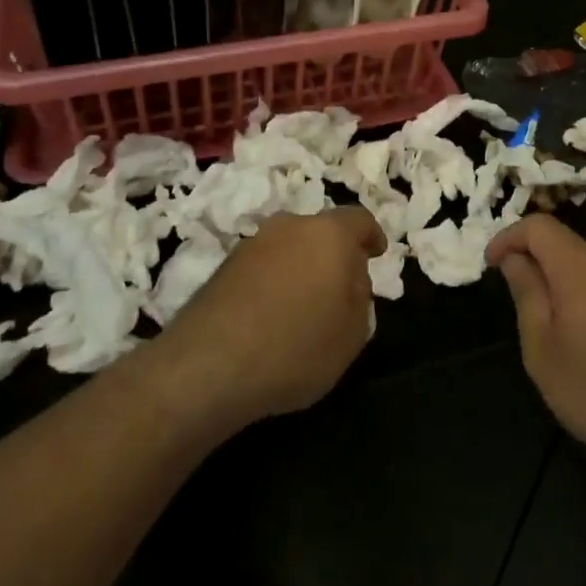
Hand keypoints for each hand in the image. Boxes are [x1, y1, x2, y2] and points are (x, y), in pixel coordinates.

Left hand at [158, 207, 385, 432]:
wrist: (209, 366)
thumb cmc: (297, 346)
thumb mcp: (353, 332)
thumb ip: (360, 296)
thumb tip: (348, 279)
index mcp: (329, 234)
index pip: (359, 220)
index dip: (372, 235)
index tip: (377, 252)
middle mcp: (289, 227)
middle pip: (320, 232)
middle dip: (334, 254)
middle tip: (342, 287)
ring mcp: (251, 245)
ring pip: (288, 248)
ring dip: (301, 268)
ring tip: (305, 305)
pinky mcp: (222, 268)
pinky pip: (262, 267)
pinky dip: (274, 282)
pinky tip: (273, 316)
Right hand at [486, 215, 585, 468]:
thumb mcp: (543, 347)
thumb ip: (527, 294)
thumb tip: (516, 259)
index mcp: (581, 263)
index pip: (538, 226)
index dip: (508, 238)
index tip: (490, 266)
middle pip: (564, 245)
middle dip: (535, 265)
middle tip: (518, 306)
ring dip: (560, 284)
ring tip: (550, 331)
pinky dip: (585, 298)